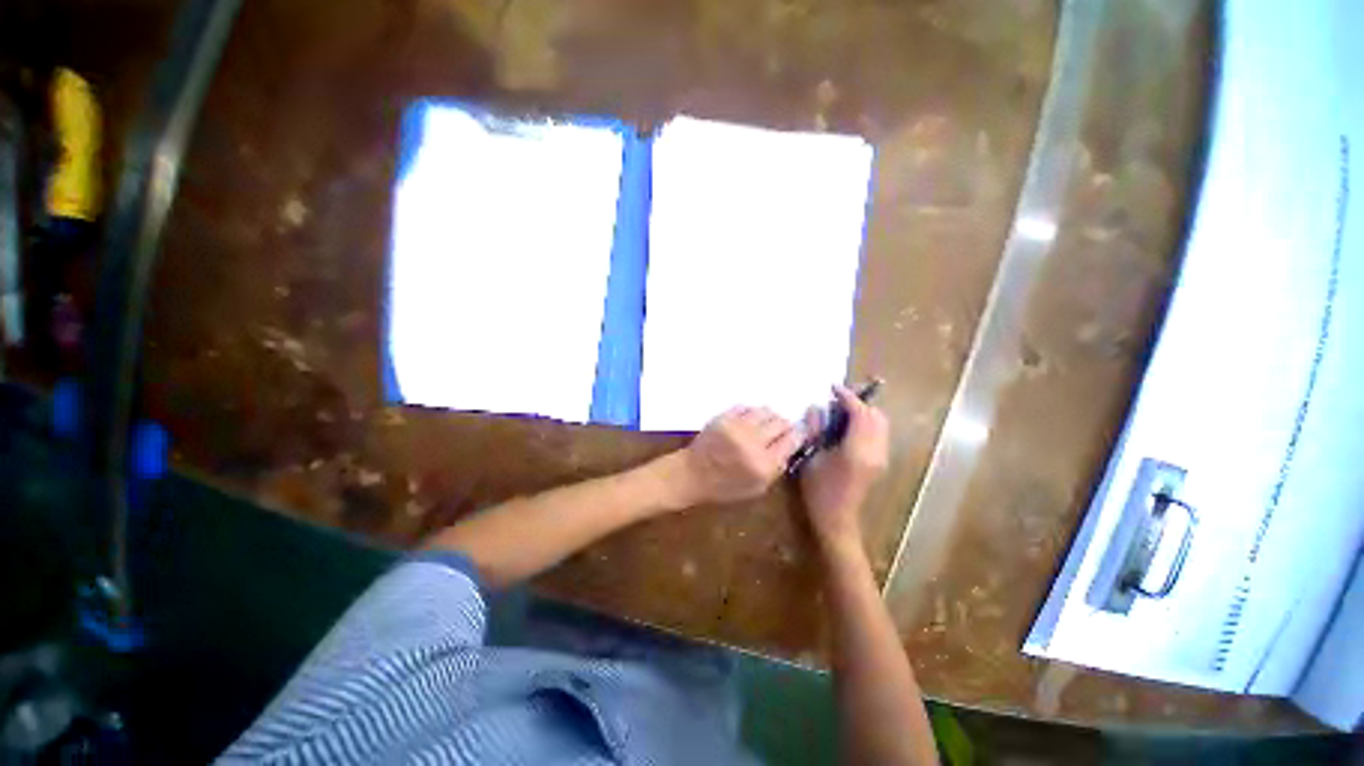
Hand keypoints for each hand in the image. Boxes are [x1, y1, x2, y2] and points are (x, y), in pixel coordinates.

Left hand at [657, 406, 801, 508]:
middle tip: (779, 431)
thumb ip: (777, 467)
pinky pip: (747, 407)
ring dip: (768, 418)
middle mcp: (752, 442)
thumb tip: (790, 445)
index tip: (797, 435)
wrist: (692, 474)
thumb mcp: (757, 488)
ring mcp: (737, 427)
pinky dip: (751, 413)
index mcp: (763, 464)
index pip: (792, 440)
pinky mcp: (724, 417)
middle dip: (784, 426)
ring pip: (766, 411)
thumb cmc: (725, 486)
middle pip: (781, 422)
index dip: (798, 435)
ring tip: (763, 426)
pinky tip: (748, 422)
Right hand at [799, 385, 889, 548]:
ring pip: (880, 423)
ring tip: (841, 412)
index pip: (860, 413)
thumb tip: (817, 408)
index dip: (847, 397)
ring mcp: (881, 457)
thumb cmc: (818, 490)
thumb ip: (815, 430)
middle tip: (837, 400)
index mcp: (856, 450)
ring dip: (864, 412)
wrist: (837, 519)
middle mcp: (875, 451)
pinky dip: (866, 423)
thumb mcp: (811, 457)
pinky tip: (847, 427)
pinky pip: (878, 433)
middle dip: (859, 402)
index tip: (833, 388)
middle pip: (876, 415)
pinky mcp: (880, 461)